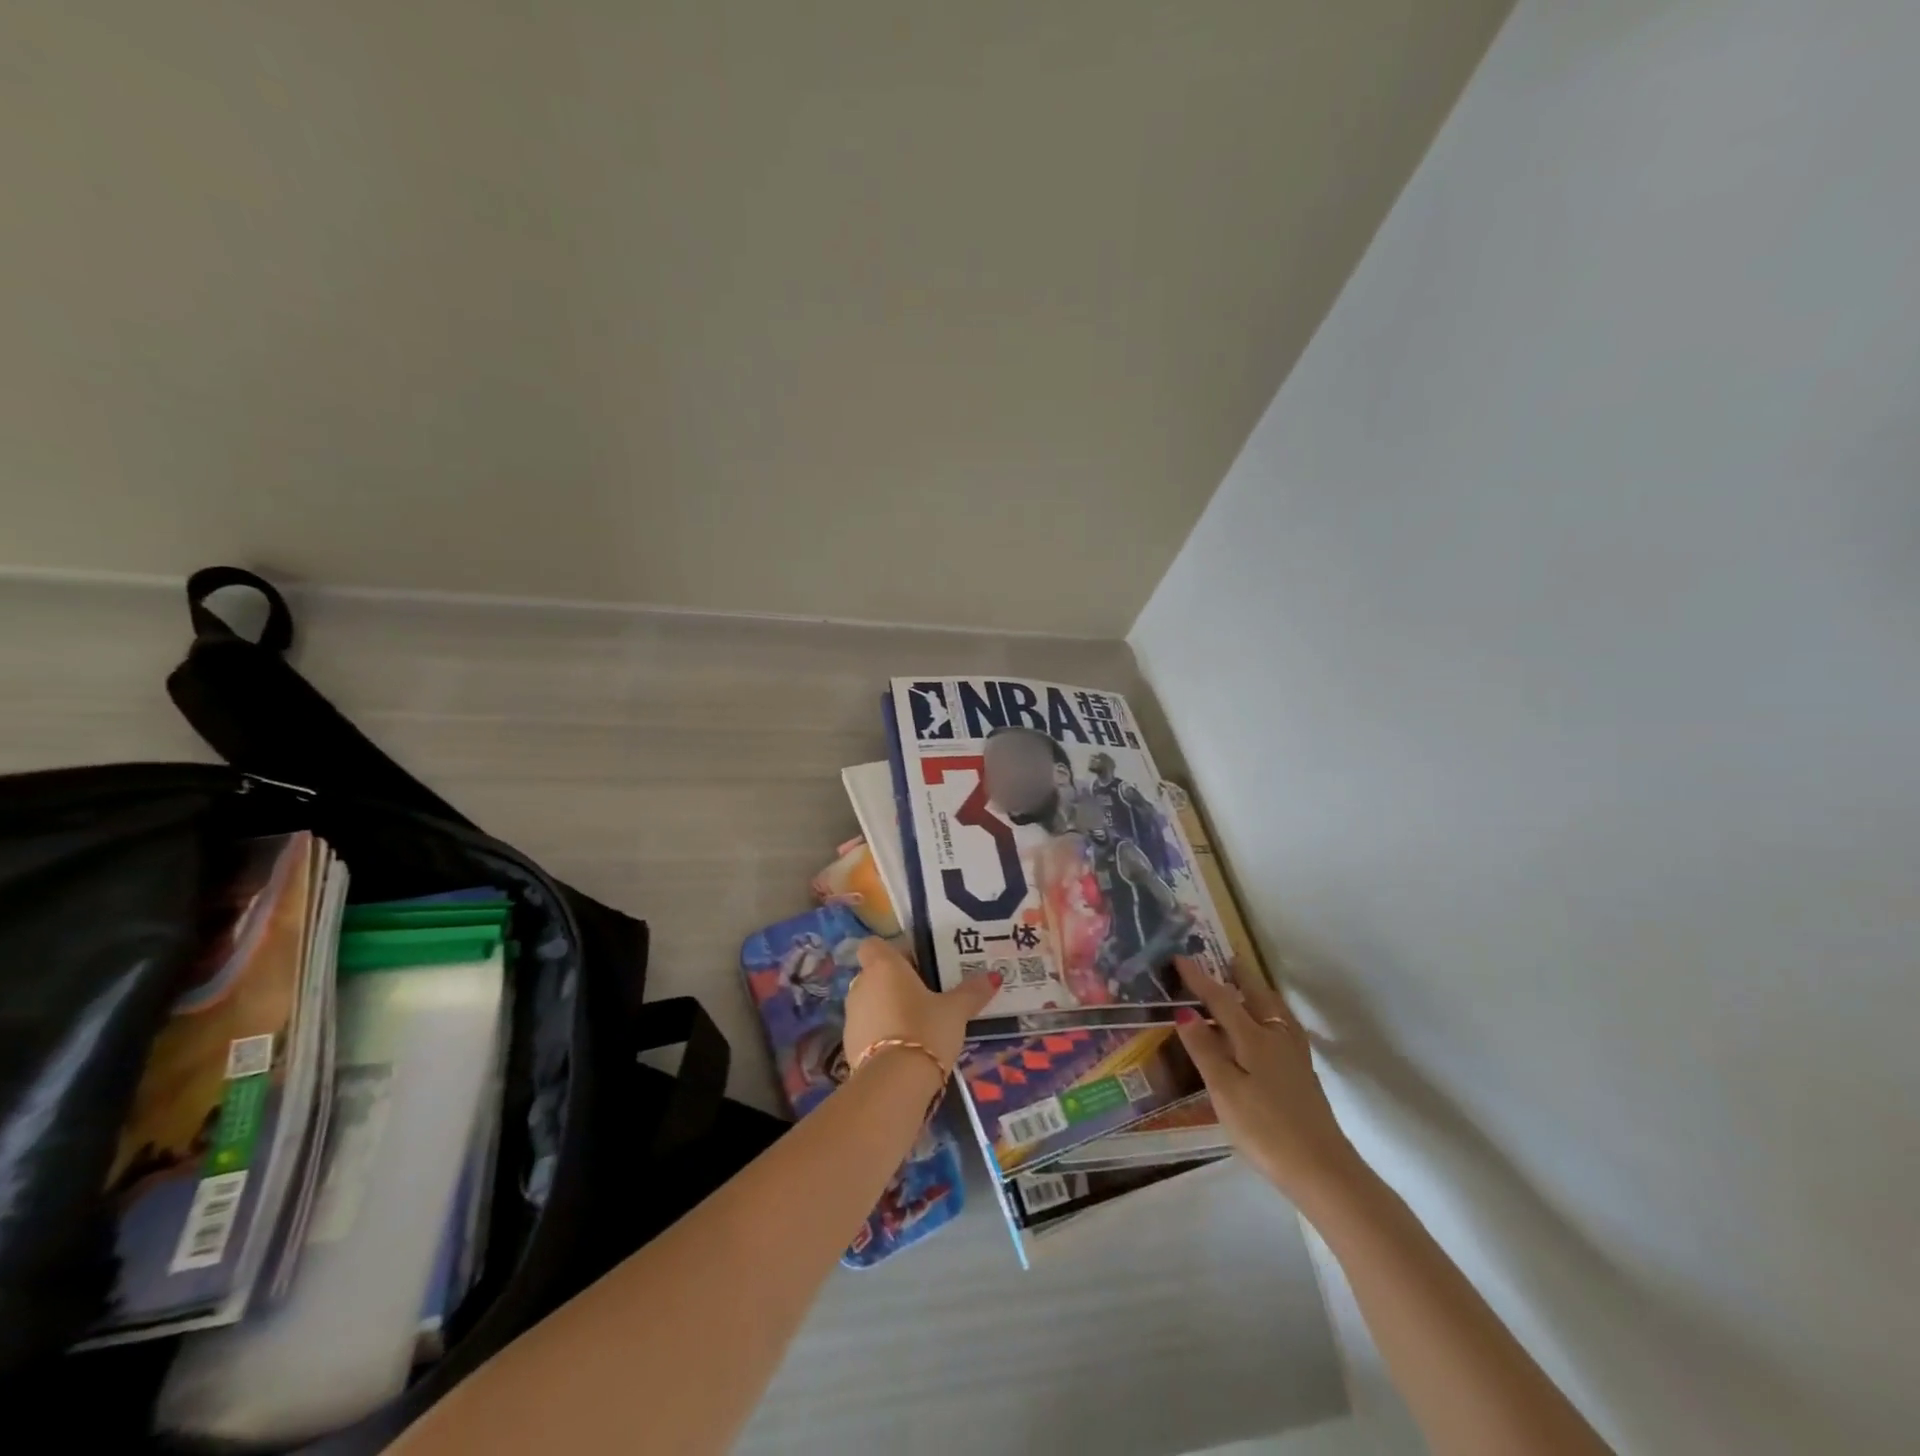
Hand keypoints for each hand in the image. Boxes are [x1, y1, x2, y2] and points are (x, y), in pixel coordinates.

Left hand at [844, 938, 998, 1078]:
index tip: (917, 965)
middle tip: (926, 995)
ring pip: (870, 1002)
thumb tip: (993, 976)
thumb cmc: (925, 1030)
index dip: (893, 952)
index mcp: (883, 966)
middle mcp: (861, 985)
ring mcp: (851, 1016)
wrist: (893, 1084)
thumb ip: (972, 991)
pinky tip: (904, 1049)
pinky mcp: (848, 1045)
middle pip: (875, 974)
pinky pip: (867, 1029)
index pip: (874, 945)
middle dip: (896, 982)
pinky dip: (881, 1034)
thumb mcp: (955, 1011)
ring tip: (918, 1024)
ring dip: (888, 1008)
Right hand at [1172, 958, 1361, 1203]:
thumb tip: (1185, 1011)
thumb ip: (1204, 1049)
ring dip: (1260, 992)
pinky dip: (1272, 1014)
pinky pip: (1284, 1028)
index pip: (1221, 999)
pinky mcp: (1304, 1075)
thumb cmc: (1265, 1129)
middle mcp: (1277, 1038)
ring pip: (1276, 1011)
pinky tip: (1271, 1029)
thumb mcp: (1224, 1090)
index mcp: (1254, 1038)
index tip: (1180, 958)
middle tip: (1228, 958)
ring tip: (1249, 985)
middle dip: (1241, 976)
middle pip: (1258, 997)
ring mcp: (1295, 1057)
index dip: (1199, 979)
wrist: (1323, 1170)